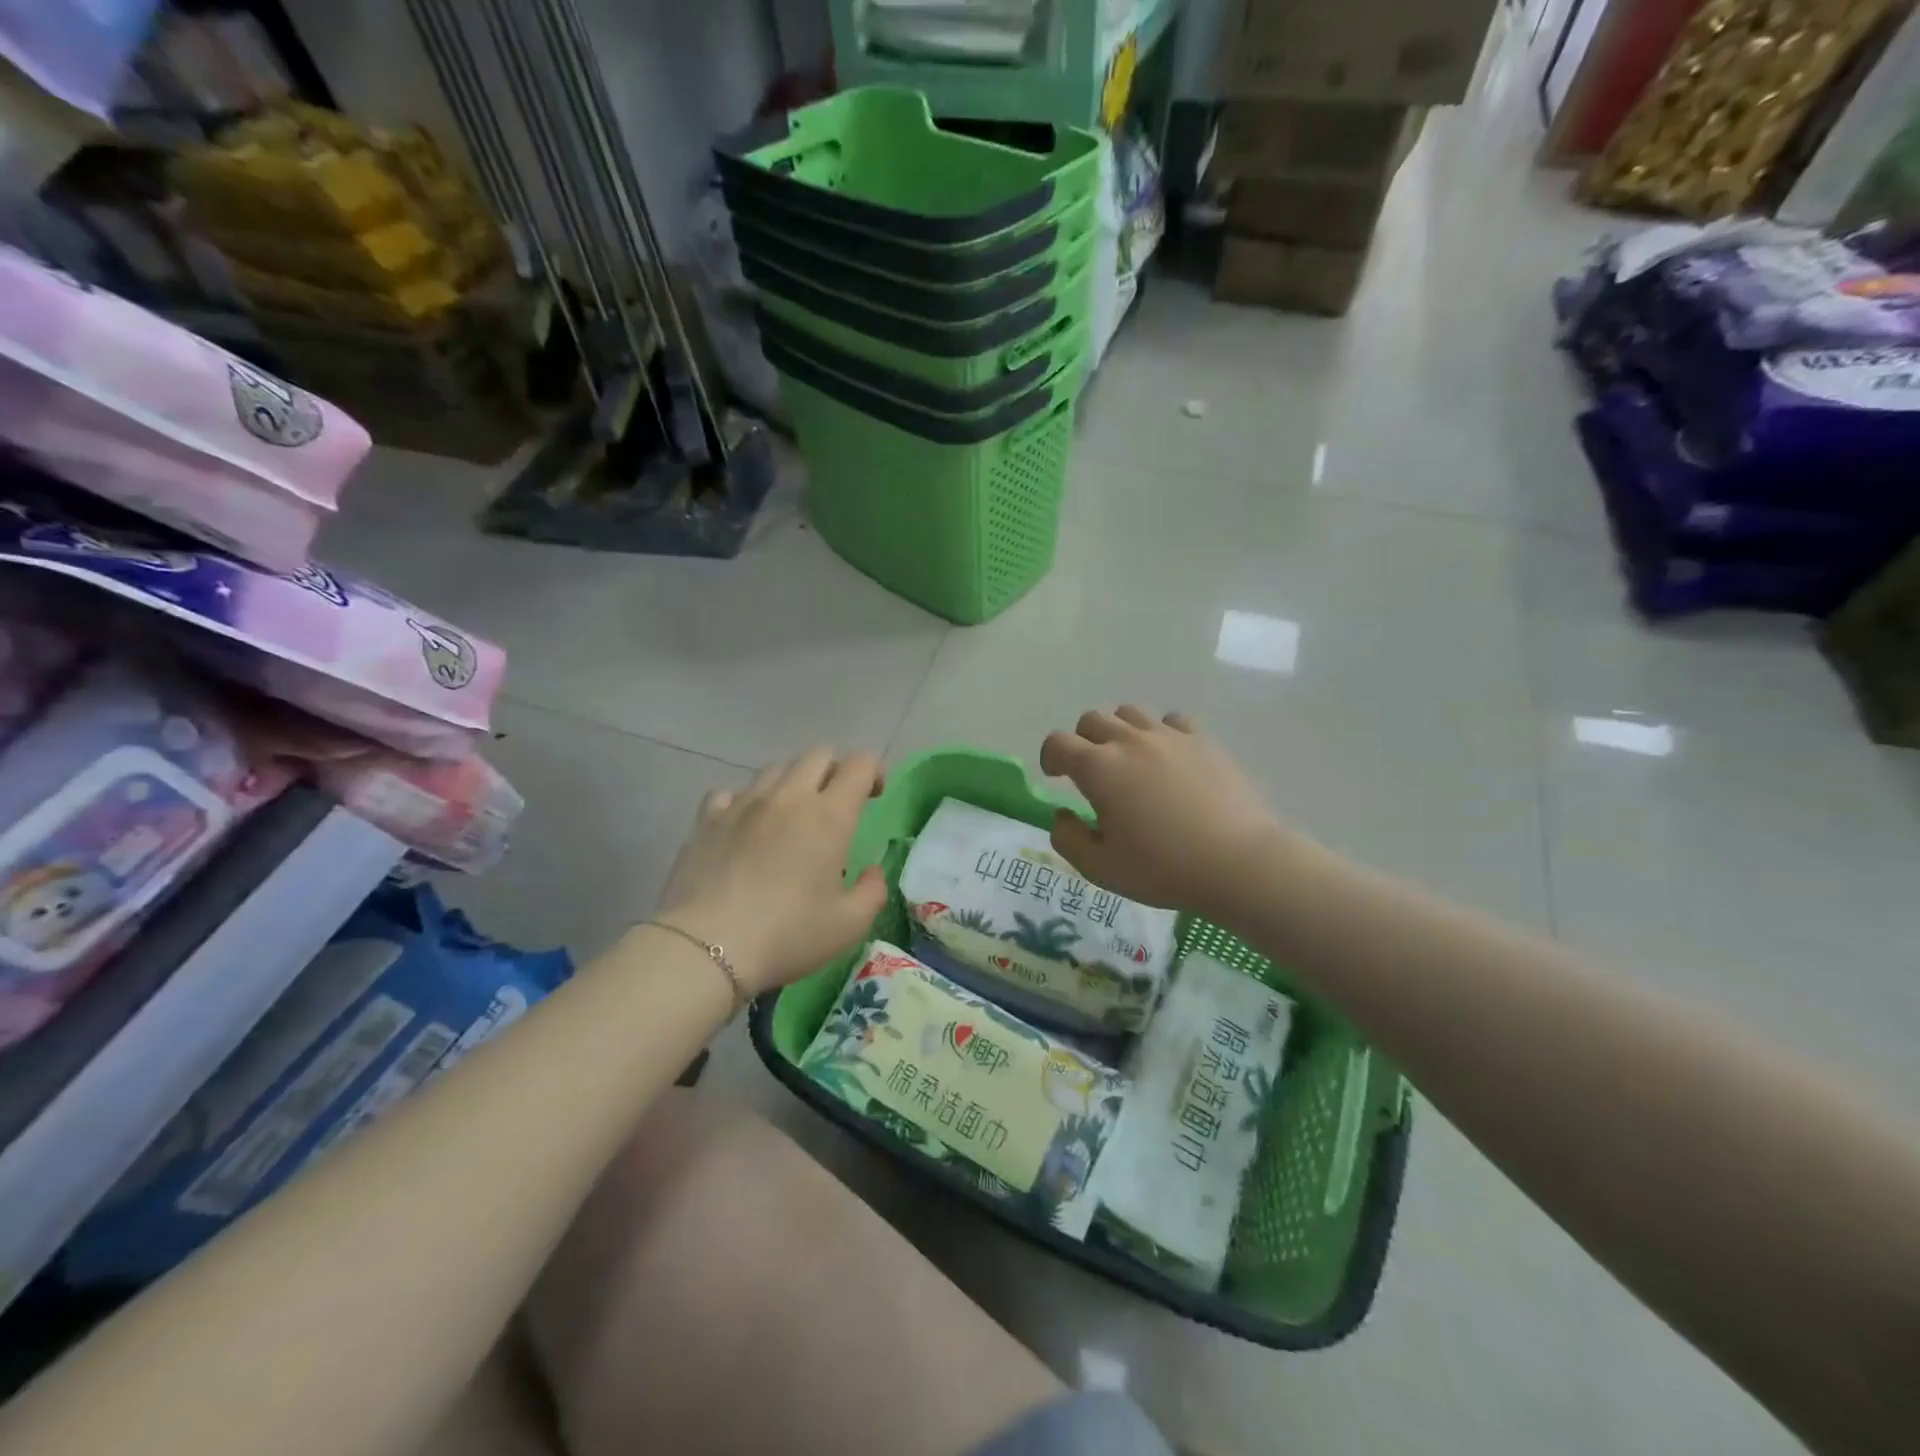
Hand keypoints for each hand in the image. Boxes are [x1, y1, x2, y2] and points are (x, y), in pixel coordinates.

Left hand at [653, 748, 887, 995]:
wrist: (707, 948)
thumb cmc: (787, 935)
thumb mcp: (849, 926)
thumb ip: (872, 892)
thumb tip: (871, 872)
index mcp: (829, 816)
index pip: (859, 765)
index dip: (874, 771)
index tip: (874, 796)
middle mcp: (788, 797)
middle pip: (818, 754)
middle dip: (834, 769)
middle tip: (836, 803)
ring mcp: (744, 804)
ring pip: (774, 769)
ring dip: (792, 783)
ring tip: (790, 816)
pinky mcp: (707, 819)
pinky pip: (730, 793)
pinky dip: (745, 802)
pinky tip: (745, 828)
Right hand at [1040, 706, 1287, 926]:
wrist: (1238, 862)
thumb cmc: (1163, 867)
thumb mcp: (1101, 868)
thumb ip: (1068, 839)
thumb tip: (1061, 815)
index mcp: (1098, 768)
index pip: (1058, 743)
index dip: (1050, 757)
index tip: (1056, 776)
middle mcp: (1129, 741)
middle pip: (1092, 720)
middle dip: (1082, 741)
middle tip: (1092, 772)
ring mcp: (1169, 736)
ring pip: (1130, 713)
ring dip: (1119, 731)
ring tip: (1130, 760)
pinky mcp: (1202, 740)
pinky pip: (1171, 721)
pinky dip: (1160, 733)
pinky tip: (1169, 758)